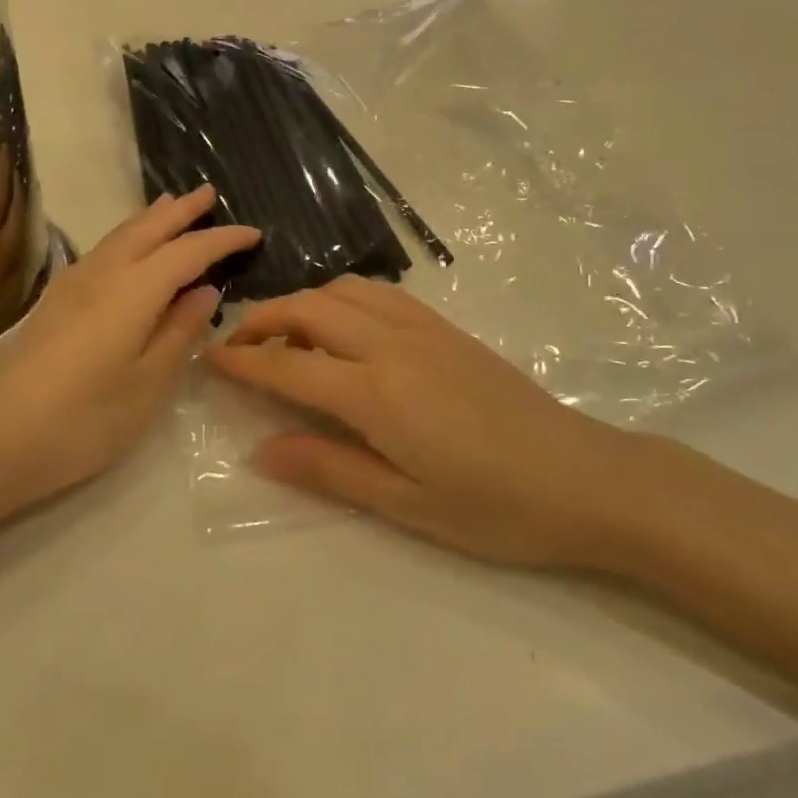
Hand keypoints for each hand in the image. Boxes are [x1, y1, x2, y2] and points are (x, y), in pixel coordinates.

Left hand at [0, 187, 259, 528]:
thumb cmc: (83, 422)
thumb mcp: (148, 385)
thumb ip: (180, 332)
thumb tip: (204, 292)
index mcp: (133, 291)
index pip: (188, 252)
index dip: (222, 239)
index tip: (253, 233)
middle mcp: (102, 274)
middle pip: (147, 228)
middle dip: (181, 210)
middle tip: (208, 194)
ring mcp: (71, 285)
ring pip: (119, 235)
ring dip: (151, 218)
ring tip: (171, 206)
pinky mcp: (54, 302)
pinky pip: (102, 251)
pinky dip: (127, 237)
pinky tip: (129, 250)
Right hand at [211, 275, 690, 570]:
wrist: (586, 479)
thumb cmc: (495, 508)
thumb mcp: (405, 504)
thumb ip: (328, 469)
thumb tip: (260, 450)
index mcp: (378, 393)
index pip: (290, 364)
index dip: (244, 360)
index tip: (211, 360)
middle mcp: (394, 345)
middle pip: (311, 309)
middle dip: (264, 318)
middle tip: (238, 344)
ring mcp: (425, 329)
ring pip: (346, 289)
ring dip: (305, 301)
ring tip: (287, 333)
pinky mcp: (449, 328)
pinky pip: (381, 294)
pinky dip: (345, 297)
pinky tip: (344, 327)